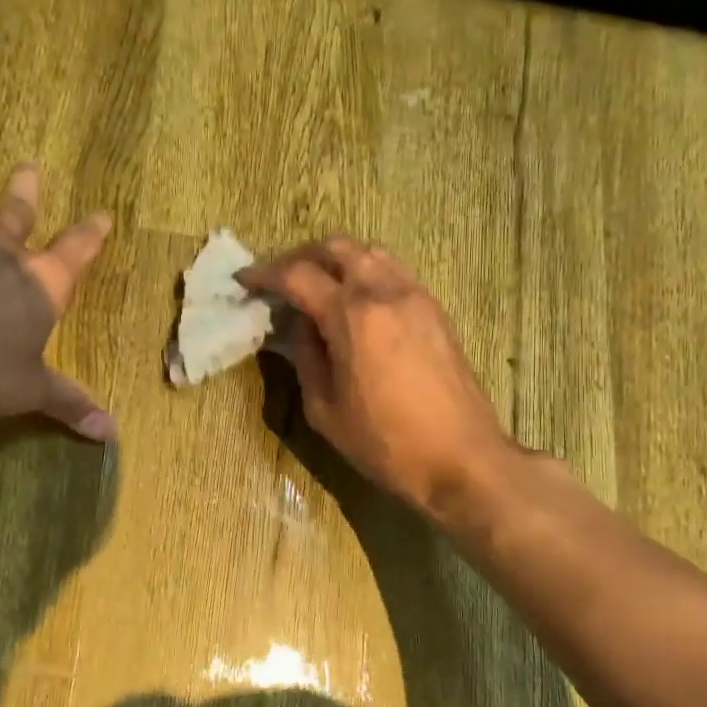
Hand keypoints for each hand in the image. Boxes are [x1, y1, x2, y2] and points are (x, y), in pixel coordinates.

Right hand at [240, 238, 510, 515]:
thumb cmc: (386, 443)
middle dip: (301, 257)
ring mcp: (415, 296)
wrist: (462, 459)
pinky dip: (366, 272)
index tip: (244, 280)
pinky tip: (355, 302)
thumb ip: (305, 357)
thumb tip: (298, 326)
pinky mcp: (434, 310)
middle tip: (280, 281)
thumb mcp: (325, 409)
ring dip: (336, 259)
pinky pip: (393, 271)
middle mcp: (384, 292)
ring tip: (317, 286)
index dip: (265, 275)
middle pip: (336, 248)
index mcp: (351, 316)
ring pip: (369, 253)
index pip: (298, 276)